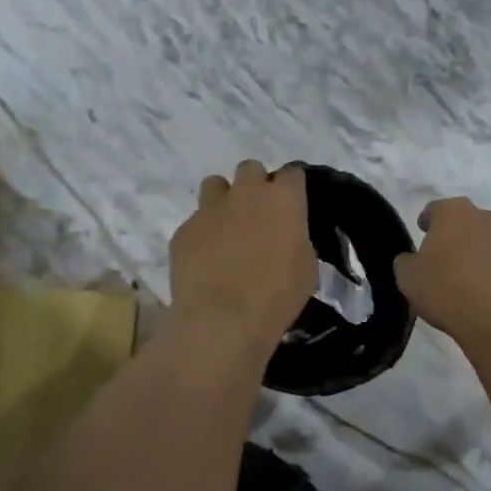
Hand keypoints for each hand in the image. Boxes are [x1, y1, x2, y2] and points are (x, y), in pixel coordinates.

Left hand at [168, 161, 314, 354]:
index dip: (292, 188)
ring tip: (227, 229)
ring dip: (223, 200)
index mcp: (283, 198)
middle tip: (258, 215)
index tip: (292, 205)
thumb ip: (297, 238)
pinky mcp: (183, 230)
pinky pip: (195, 221)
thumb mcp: (306, 267)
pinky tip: (205, 260)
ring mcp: (209, 208)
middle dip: (255, 186)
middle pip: (250, 169)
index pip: (293, 173)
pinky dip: (202, 234)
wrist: (223, 321)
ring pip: (216, 185)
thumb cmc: (277, 296)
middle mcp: (246, 192)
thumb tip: (286, 234)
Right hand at [393, 197, 490, 347]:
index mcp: (453, 212)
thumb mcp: (408, 277)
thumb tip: (412, 260)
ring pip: (485, 240)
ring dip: (474, 251)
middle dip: (453, 234)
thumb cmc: (446, 288)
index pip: (435, 209)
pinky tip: (482, 290)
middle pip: (464, 221)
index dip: (426, 221)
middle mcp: (484, 217)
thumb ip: (406, 262)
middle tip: (441, 255)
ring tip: (463, 276)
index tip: (421, 233)